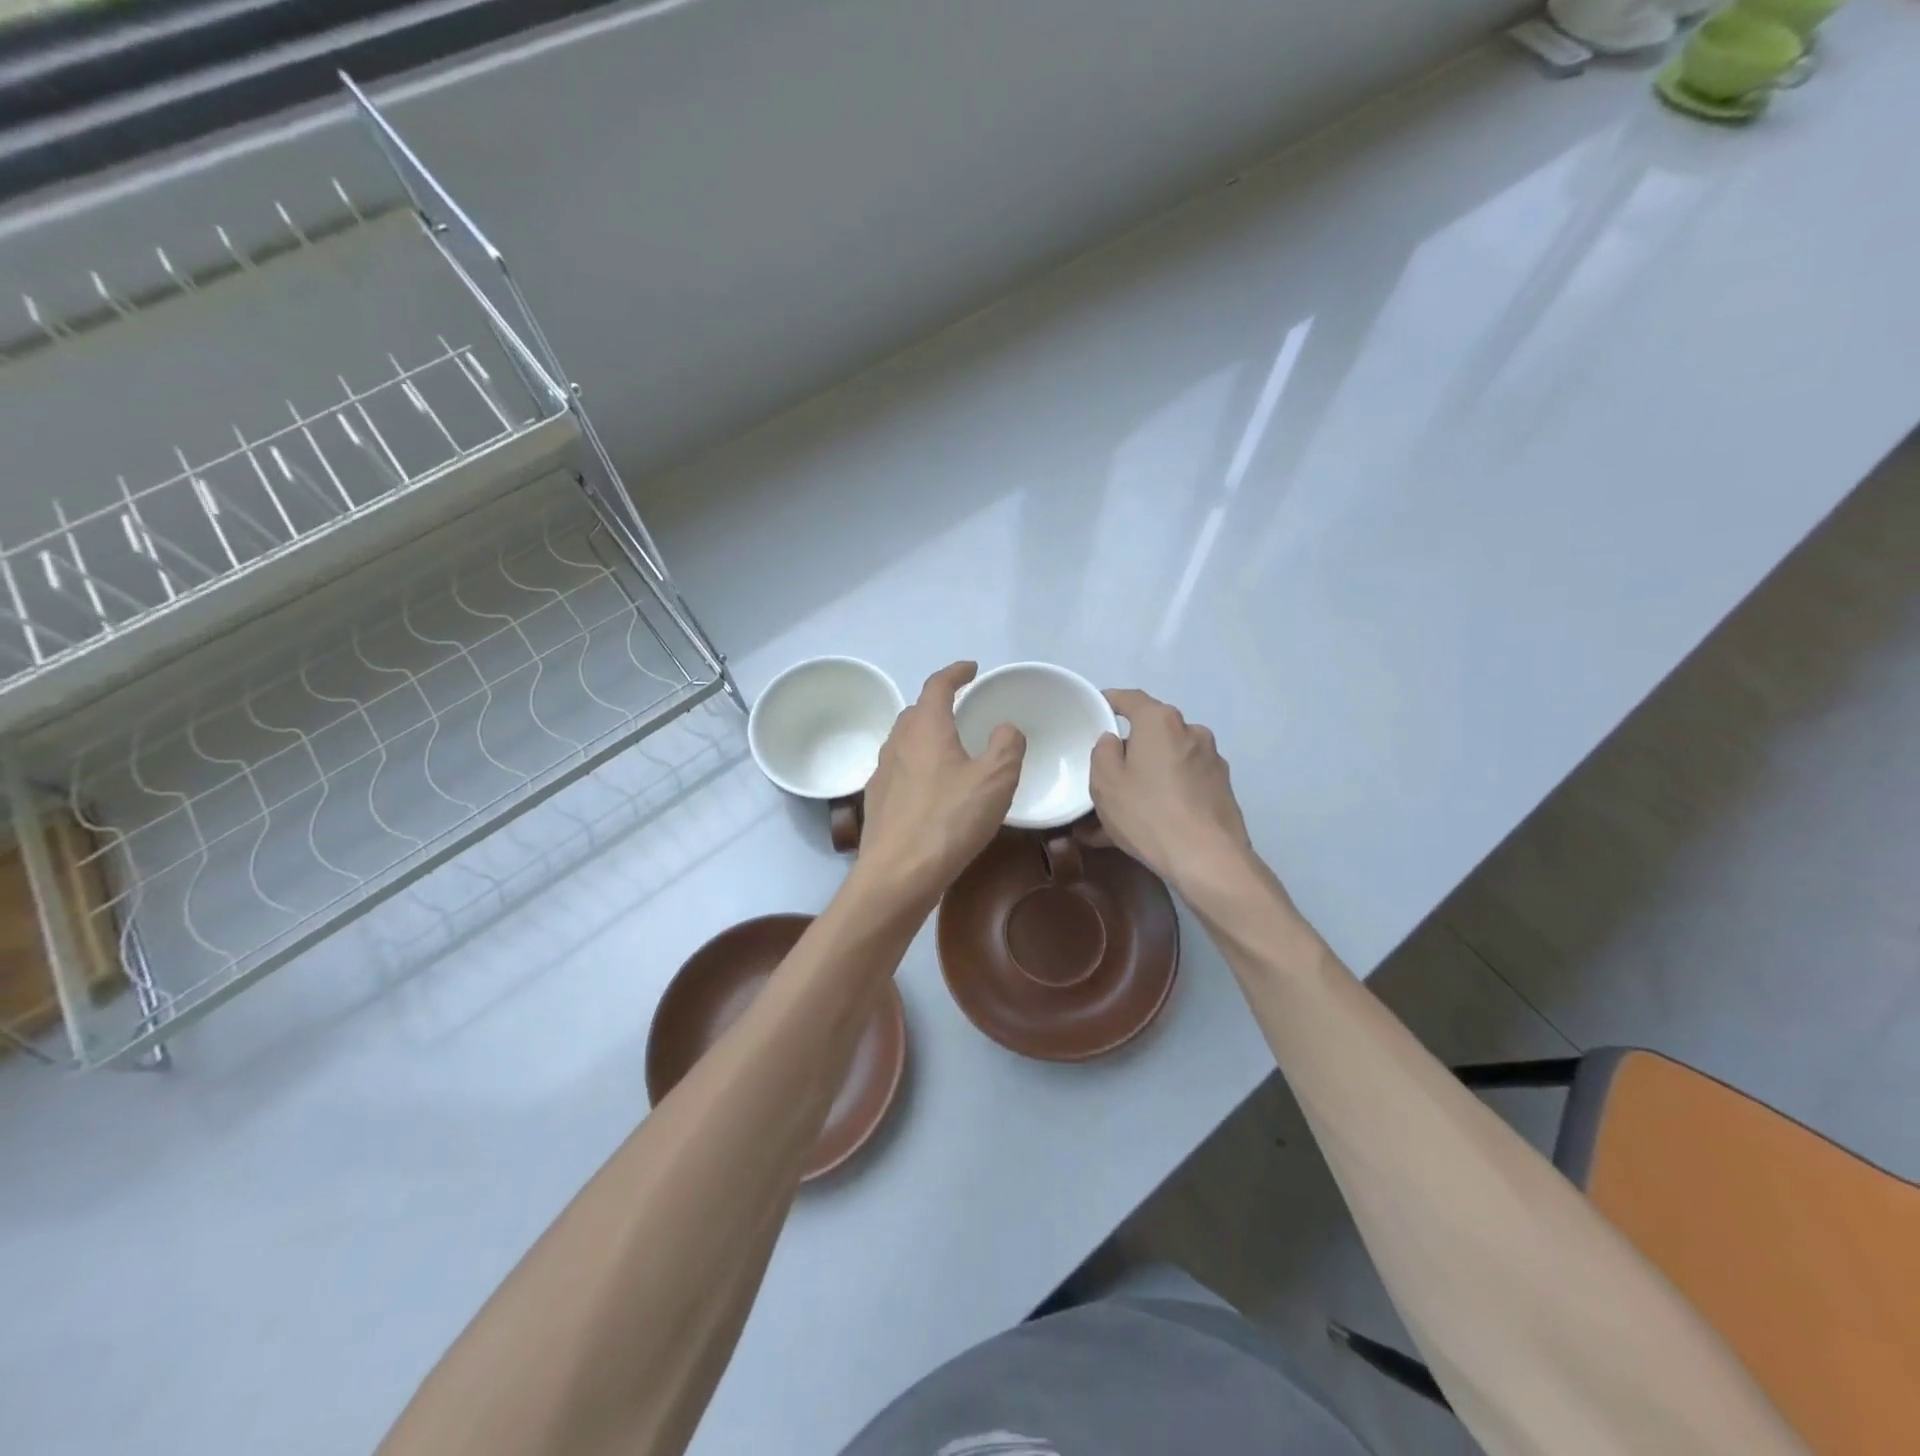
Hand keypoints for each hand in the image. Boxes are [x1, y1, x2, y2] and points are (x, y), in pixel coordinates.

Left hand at [855, 662, 1024, 903]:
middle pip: (916, 711)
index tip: (971, 669)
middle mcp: (898, 742)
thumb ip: (1007, 746)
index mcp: (925, 728)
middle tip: (962, 711)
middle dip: (939, 705)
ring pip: (905, 741)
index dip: (956, 673)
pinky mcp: (876, 800)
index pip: (937, 685)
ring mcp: (881, 772)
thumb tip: (1005, 728)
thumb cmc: (950, 820)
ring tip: (949, 750)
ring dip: (926, 737)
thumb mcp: (996, 780)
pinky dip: (917, 766)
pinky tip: (930, 789)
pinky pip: (899, 770)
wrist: (898, 873)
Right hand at [1090, 689, 1253, 894]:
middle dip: (1130, 749)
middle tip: (1107, 774)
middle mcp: (1191, 732)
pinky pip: (1183, 784)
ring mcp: (1212, 761)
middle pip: (1152, 732)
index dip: (1110, 701)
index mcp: (1160, 722)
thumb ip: (1103, 752)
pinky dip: (1165, 795)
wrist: (1208, 859)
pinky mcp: (1222, 789)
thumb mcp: (1105, 783)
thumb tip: (1114, 741)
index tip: (1095, 709)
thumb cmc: (1148, 813)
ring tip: (1123, 811)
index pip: (1130, 699)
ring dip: (1147, 778)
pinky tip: (1148, 825)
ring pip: (1167, 762)